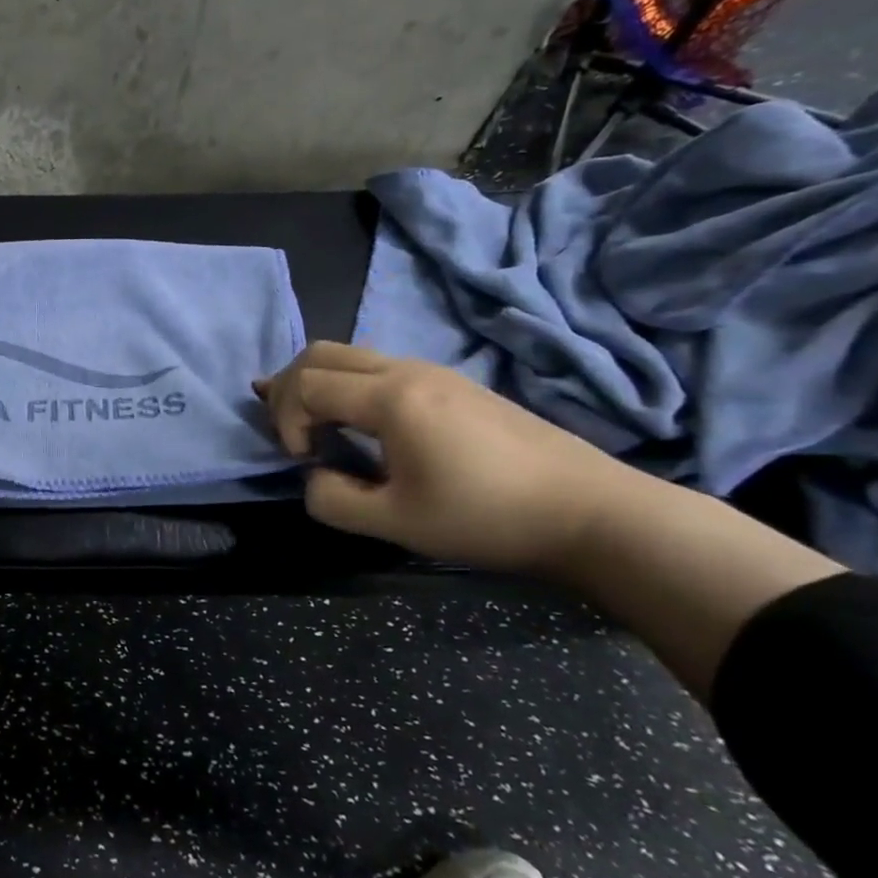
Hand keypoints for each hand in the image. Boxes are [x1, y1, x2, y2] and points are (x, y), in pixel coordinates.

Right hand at [255, 341, 639, 572]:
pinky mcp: (453, 384)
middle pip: (320, 353)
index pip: (306, 385)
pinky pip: (378, 366)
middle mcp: (407, 370)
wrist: (592, 513)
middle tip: (285, 429)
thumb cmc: (488, 517)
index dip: (287, 420)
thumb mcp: (397, 523)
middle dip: (288, 387)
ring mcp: (433, 372)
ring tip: (305, 420)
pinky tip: (350, 415)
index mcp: (391, 398)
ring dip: (317, 382)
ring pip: (350, 354)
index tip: (305, 461)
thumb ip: (333, 500)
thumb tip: (316, 476)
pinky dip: (347, 384)